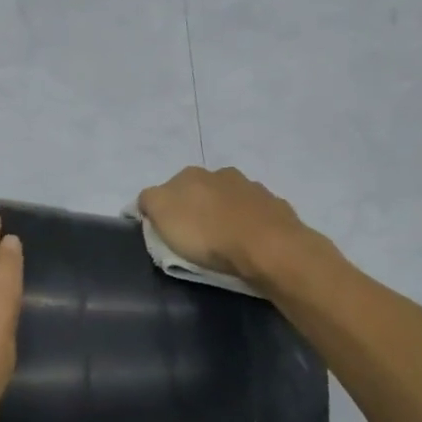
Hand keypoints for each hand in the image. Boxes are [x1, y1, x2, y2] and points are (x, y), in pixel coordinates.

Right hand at [135, 166, 309, 282]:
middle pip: (200, 192)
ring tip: (223, 243)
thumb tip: (146, 201)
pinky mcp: (275, 208)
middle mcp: (222, 174)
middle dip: (196, 210)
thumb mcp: (162, 216)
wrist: (268, 248)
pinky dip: (248, 226)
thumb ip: (148, 201)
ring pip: (230, 201)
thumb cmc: (207, 234)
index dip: (164, 211)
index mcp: (191, 174)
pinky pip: (255, 216)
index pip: (168, 189)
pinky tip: (248, 244)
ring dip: (225, 216)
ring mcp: (253, 189)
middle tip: (194, 240)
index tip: (165, 234)